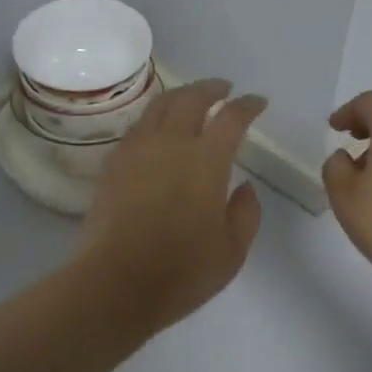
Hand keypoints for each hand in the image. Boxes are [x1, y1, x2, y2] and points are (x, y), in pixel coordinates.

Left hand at [79, 79, 265, 334]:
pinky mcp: (113, 164)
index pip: (231, 118)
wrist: (115, 283)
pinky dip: (155, 118)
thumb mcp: (233, 250)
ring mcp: (137, 150)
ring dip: (180, 95)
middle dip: (211, 88)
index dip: (247, 105)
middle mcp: (170, 143)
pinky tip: (159, 129)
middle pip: (191, 98)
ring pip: (159, 106)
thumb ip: (246, 212)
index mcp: (206, 160)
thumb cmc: (182, 271)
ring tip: (190, 99)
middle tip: (223, 89)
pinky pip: (138, 127)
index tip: (257, 102)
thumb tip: (244, 186)